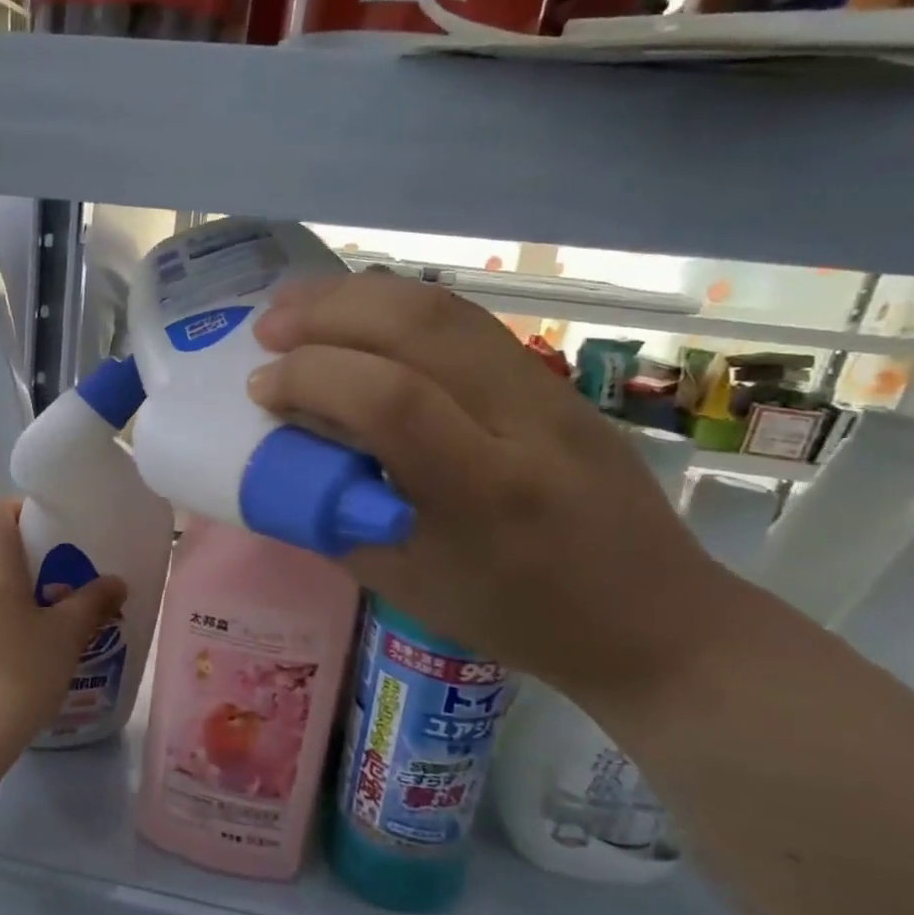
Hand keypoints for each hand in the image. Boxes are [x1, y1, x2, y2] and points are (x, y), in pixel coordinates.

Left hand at [0, 501, 127, 746]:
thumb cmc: (19, 668)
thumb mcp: (67, 633)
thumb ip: (93, 601)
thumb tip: (116, 581)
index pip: (0, 513)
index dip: (28, 509)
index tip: (61, 521)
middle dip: (27, 546)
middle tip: (66, 559)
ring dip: (18, 580)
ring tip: (58, 596)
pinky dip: (8, 608)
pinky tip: (36, 632)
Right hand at [248, 274, 734, 709]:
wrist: (652, 619)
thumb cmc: (516, 619)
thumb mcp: (405, 584)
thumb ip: (335, 514)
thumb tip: (282, 455)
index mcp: (484, 492)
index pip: (390, 400)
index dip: (312, 378)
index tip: (261, 389)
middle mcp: (523, 421)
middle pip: (420, 325)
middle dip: (328, 312)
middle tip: (268, 327)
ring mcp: (549, 390)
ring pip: (446, 308)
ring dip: (360, 294)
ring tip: (300, 305)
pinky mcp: (555, 380)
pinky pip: (465, 323)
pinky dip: (398, 308)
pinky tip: (360, 319)